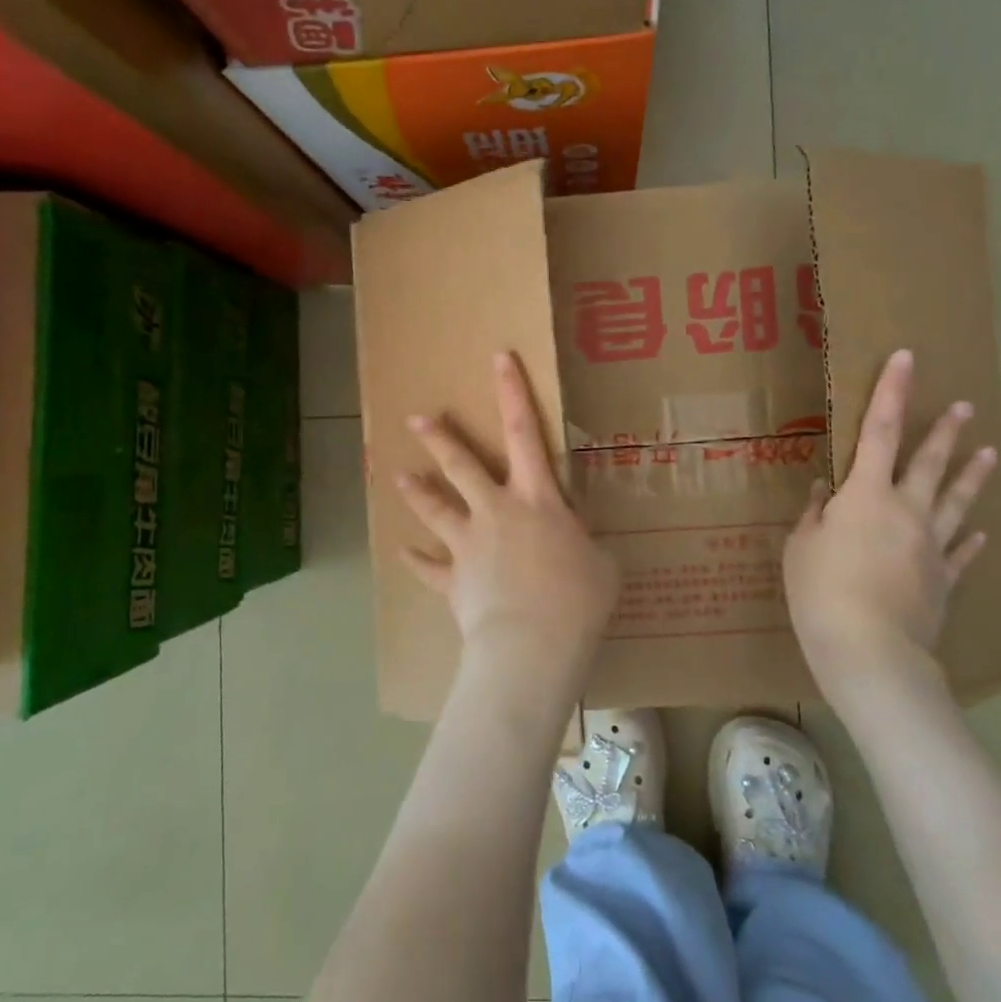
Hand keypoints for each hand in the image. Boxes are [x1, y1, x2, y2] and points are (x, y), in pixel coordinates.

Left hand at [396, 352, 619, 705]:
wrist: (532, 643)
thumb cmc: (578, 599)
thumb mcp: (602, 564)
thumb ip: (584, 544)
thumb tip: (577, 546)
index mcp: (537, 499)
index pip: (524, 432)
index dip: (512, 392)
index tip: (498, 358)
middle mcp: (496, 511)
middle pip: (462, 464)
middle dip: (440, 437)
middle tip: (417, 418)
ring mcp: (470, 544)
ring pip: (436, 508)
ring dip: (417, 491)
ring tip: (399, 475)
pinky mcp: (454, 580)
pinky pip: (430, 567)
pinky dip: (417, 560)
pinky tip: (402, 553)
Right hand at [783, 349, 998, 699]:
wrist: (869, 650)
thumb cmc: (821, 591)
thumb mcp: (801, 548)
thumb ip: (815, 516)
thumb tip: (826, 493)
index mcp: (866, 495)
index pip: (879, 431)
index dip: (892, 392)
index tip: (906, 358)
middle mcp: (906, 510)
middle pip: (929, 462)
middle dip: (944, 431)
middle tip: (963, 406)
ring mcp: (930, 545)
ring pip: (956, 501)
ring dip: (972, 475)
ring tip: (989, 452)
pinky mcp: (943, 580)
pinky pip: (960, 552)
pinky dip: (970, 539)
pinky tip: (982, 529)